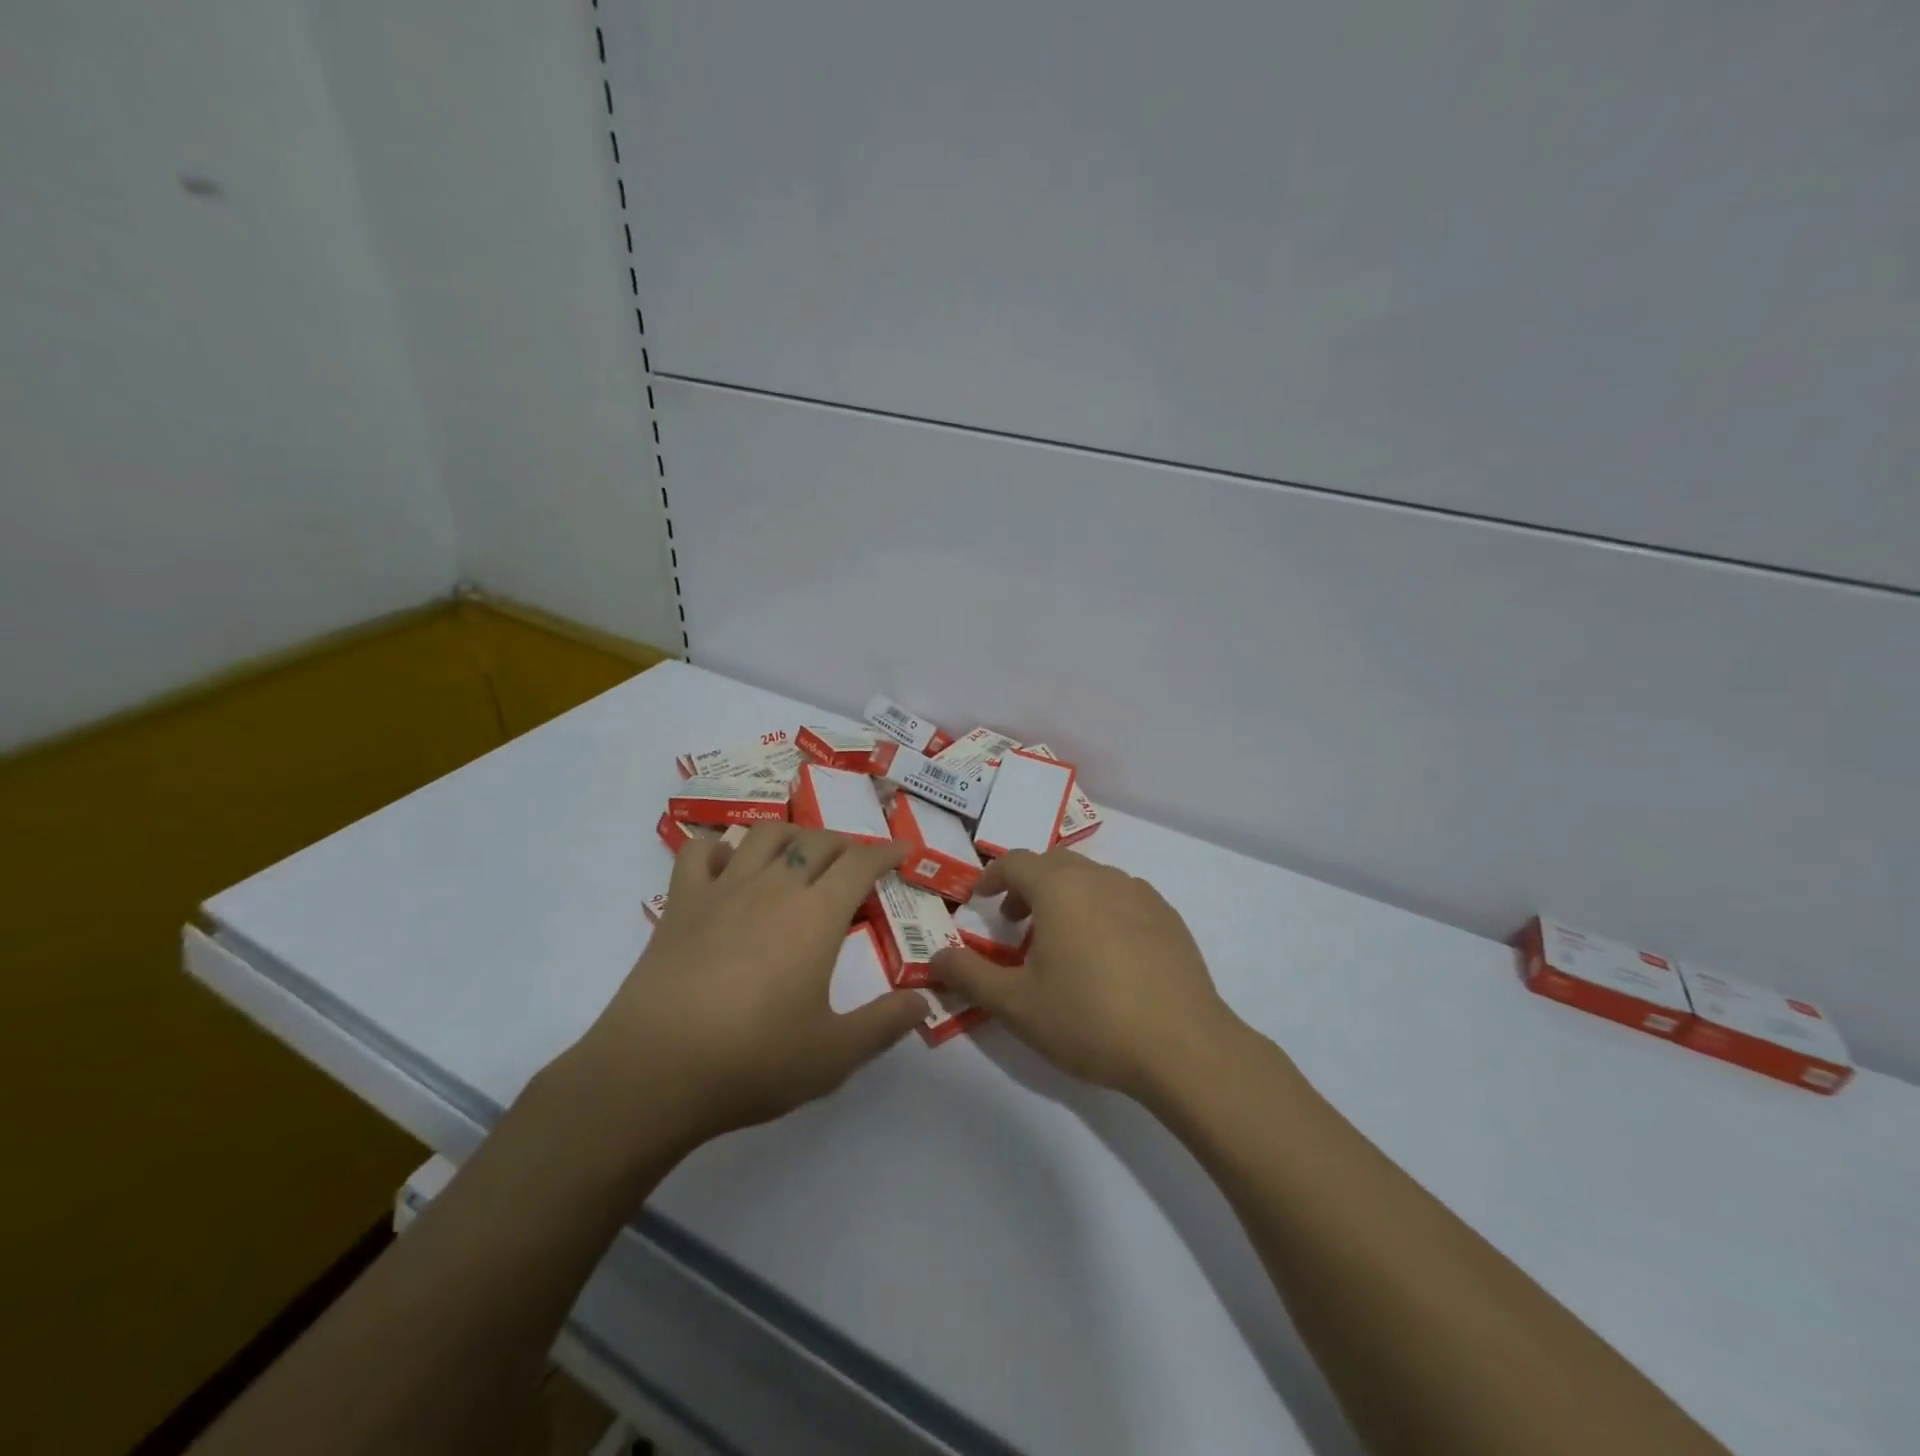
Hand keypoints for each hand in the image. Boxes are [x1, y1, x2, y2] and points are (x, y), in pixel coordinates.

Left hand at [568, 825, 926, 1154]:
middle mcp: (774, 887)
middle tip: (855, 863)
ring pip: (764, 835)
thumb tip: (923, 1000)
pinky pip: (698, 853)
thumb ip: (884, 1024)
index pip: (860, 862)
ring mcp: (722, 890)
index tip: (901, 850)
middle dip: (844, 844)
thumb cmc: (753, 1060)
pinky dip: (718, 847)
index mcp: (816, 915)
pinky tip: (727, 864)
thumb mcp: (833, 1055)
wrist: (654, 1071)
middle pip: (816, 842)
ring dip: (791, 834)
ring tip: (800, 853)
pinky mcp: (680, 904)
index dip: (885, 852)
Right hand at [931, 849, 1244, 1098]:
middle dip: (1027, 885)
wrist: (1183, 1046)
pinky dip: (1100, 909)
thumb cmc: (1089, 1019)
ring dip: (1065, 897)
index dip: (991, 877)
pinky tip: (1106, 955)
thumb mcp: (1016, 1005)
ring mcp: (1140, 894)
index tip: (978, 899)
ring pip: (1090, 879)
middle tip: (1014, 923)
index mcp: (1060, 887)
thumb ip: (969, 976)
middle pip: (1053, 864)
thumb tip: (936, 957)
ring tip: (1059, 942)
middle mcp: (1100, 877)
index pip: (1015, 862)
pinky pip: (1122, 897)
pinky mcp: (1168, 916)